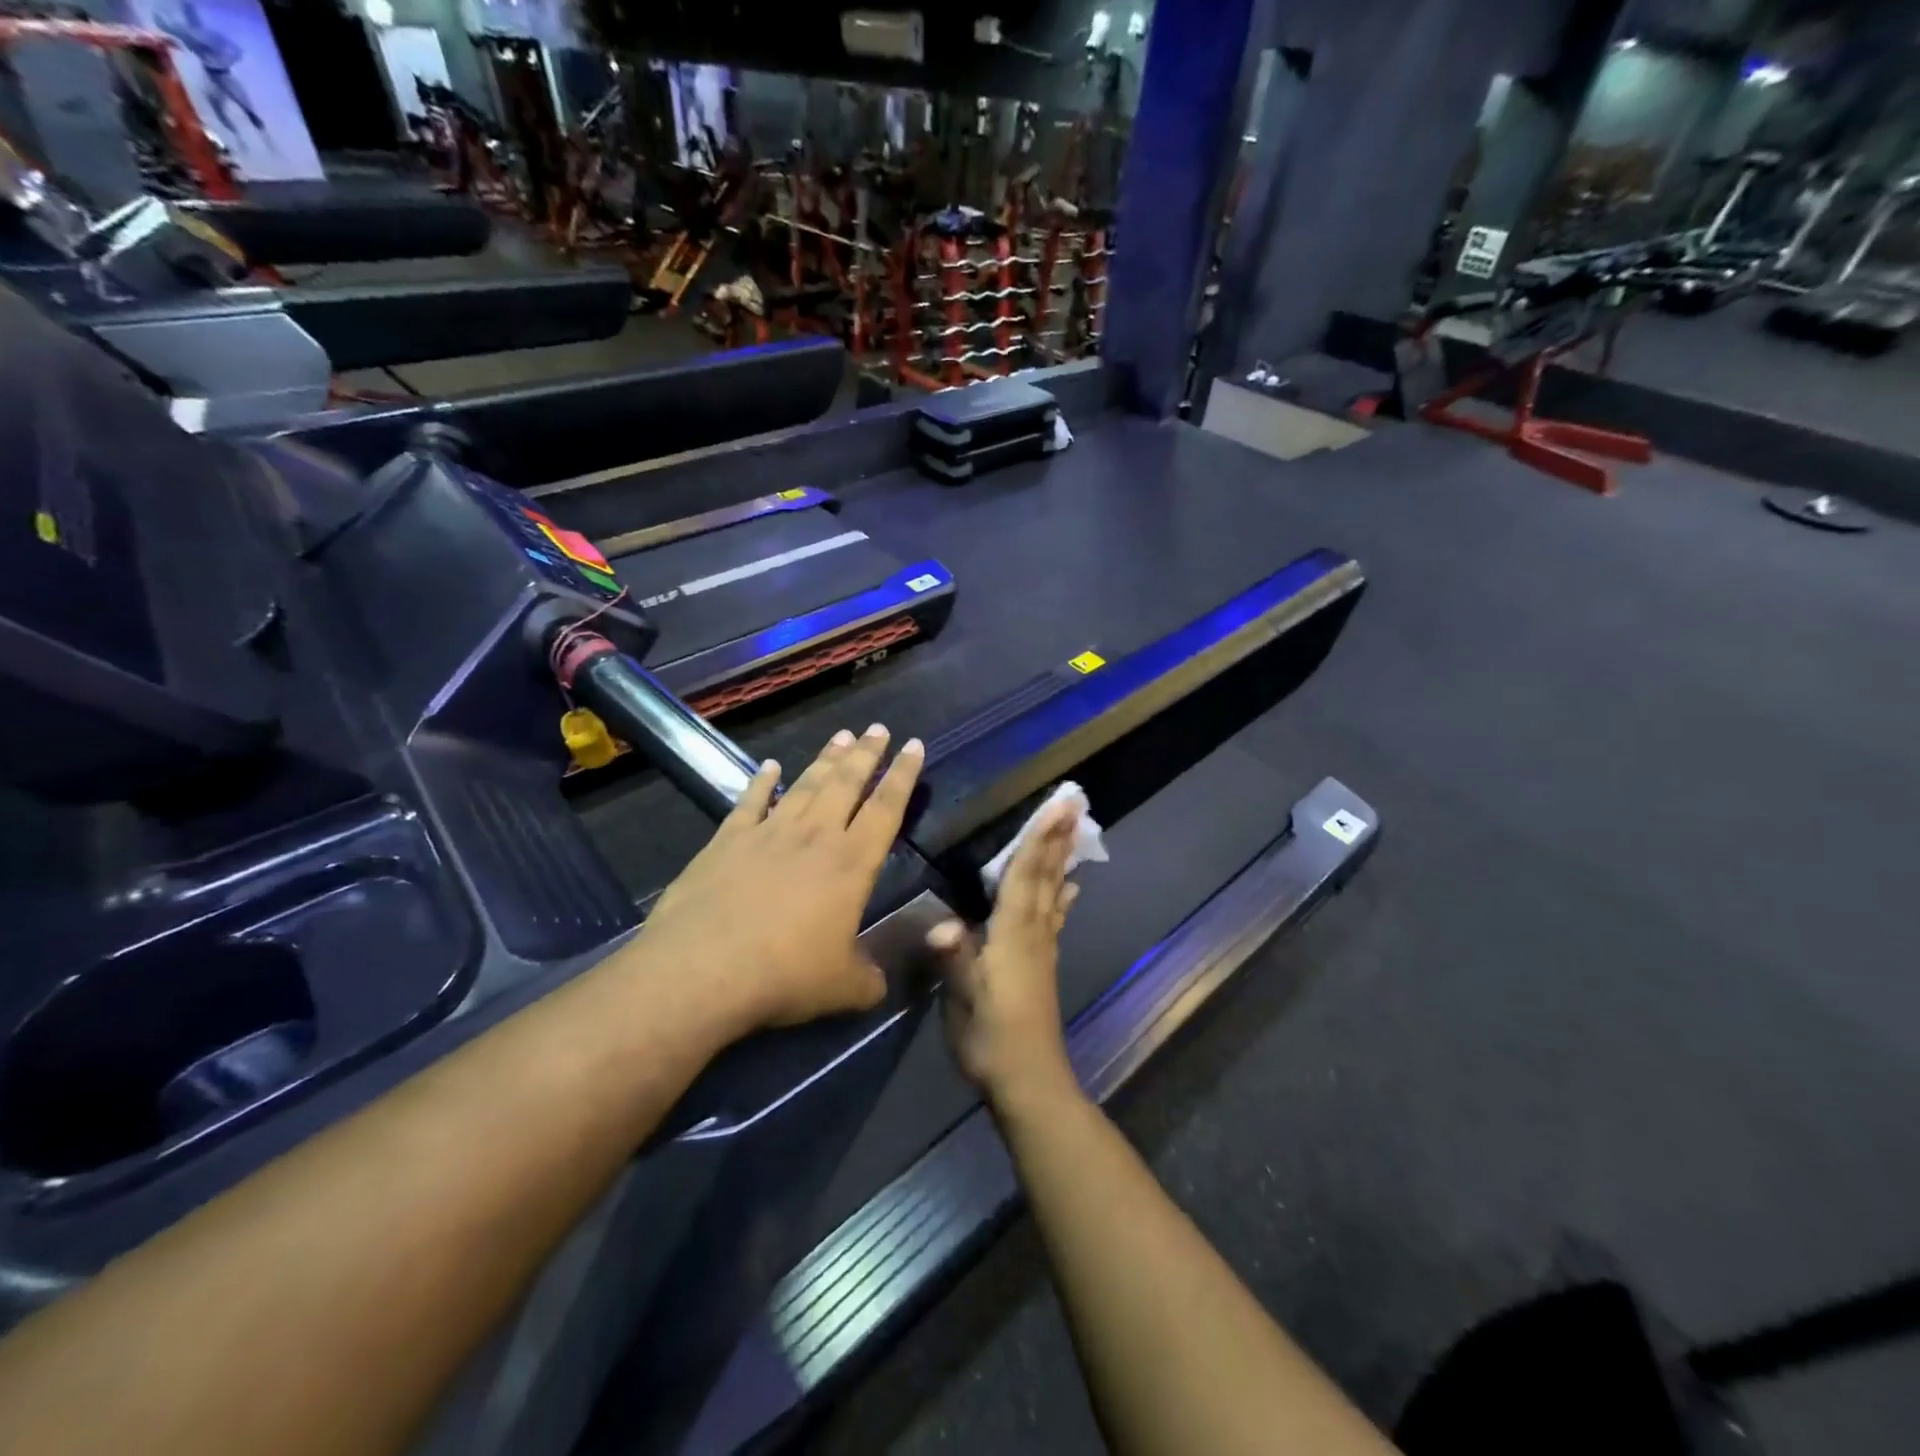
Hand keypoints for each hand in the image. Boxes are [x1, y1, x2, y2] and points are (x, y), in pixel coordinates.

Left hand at [631, 724, 923, 1032]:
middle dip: (866, 754)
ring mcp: (768, 833)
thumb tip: (881, 978)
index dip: (903, 776)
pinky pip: (751, 802)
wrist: (703, 970)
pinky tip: (769, 767)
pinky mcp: (727, 840)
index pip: (886, 809)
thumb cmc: (784, 975)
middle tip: (878, 728)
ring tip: (841, 736)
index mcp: (851, 864)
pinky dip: (761, 782)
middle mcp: (814, 837)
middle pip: (846, 784)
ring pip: (805, 785)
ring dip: (825, 760)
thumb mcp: (846, 987)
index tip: (914, 746)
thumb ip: (872, 976)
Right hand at [929, 796, 1083, 1108]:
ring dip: (1061, 858)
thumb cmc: (991, 1038)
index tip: (1057, 807)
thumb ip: (956, 960)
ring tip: (1073, 830)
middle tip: (1076, 803)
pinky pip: (1054, 916)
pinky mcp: (1042, 962)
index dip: (1039, 840)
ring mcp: (1042, 947)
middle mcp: (1033, 933)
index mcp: (1013, 935)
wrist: (1028, 1081)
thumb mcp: (965, 1001)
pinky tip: (1071, 889)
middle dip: (1058, 837)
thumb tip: (942, 924)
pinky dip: (1062, 895)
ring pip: (1053, 891)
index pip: (1026, 877)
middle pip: (1046, 876)